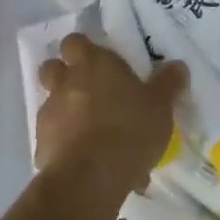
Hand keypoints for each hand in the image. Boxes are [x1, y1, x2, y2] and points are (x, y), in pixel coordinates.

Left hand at [35, 33, 185, 197]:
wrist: (90, 178)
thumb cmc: (129, 129)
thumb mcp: (160, 106)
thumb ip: (168, 83)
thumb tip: (177, 66)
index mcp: (93, 64)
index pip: (75, 41)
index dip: (82, 49)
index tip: (97, 60)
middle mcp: (66, 82)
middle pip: (53, 67)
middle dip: (65, 75)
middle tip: (90, 90)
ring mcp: (49, 114)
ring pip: (52, 104)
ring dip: (67, 112)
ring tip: (93, 132)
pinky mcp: (41, 145)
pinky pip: (54, 138)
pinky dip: (67, 144)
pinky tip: (90, 161)